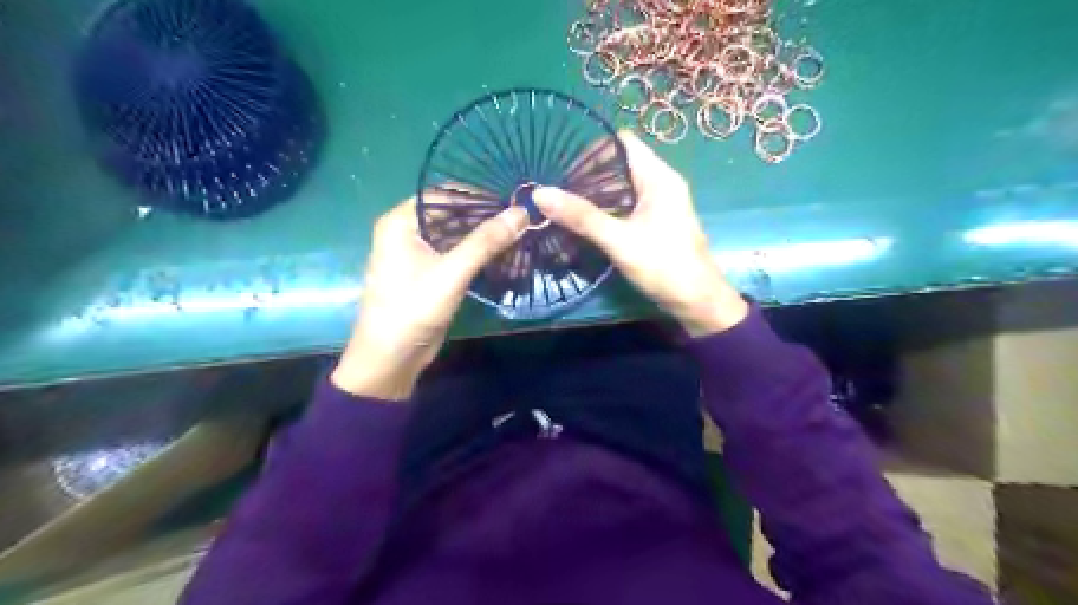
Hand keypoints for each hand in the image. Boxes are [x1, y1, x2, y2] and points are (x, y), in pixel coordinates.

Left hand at [332, 196, 529, 398]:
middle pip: (453, 214)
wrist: (391, 358)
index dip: (479, 196)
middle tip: (522, 221)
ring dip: (485, 238)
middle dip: (486, 219)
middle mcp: (408, 230)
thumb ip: (485, 242)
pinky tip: (504, 256)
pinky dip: (479, 254)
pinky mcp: (430, 272)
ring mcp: (419, 253)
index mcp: (401, 221)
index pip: (445, 195)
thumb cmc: (413, 309)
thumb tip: (521, 213)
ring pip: (457, 235)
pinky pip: (457, 254)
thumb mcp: (451, 273)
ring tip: (520, 236)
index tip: (513, 201)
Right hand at [532, 129, 751, 338]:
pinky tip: (584, 223)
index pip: (622, 142)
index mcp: (658, 177)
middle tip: (557, 190)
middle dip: (588, 175)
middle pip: (619, 164)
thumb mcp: (619, 240)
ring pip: (621, 187)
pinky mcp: (655, 223)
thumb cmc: (664, 265)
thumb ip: (581, 216)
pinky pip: (625, 206)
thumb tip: (540, 193)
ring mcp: (659, 204)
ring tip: (563, 205)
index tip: (563, 167)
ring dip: (594, 194)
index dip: (592, 150)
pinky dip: (605, 209)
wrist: (697, 302)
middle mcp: (661, 183)